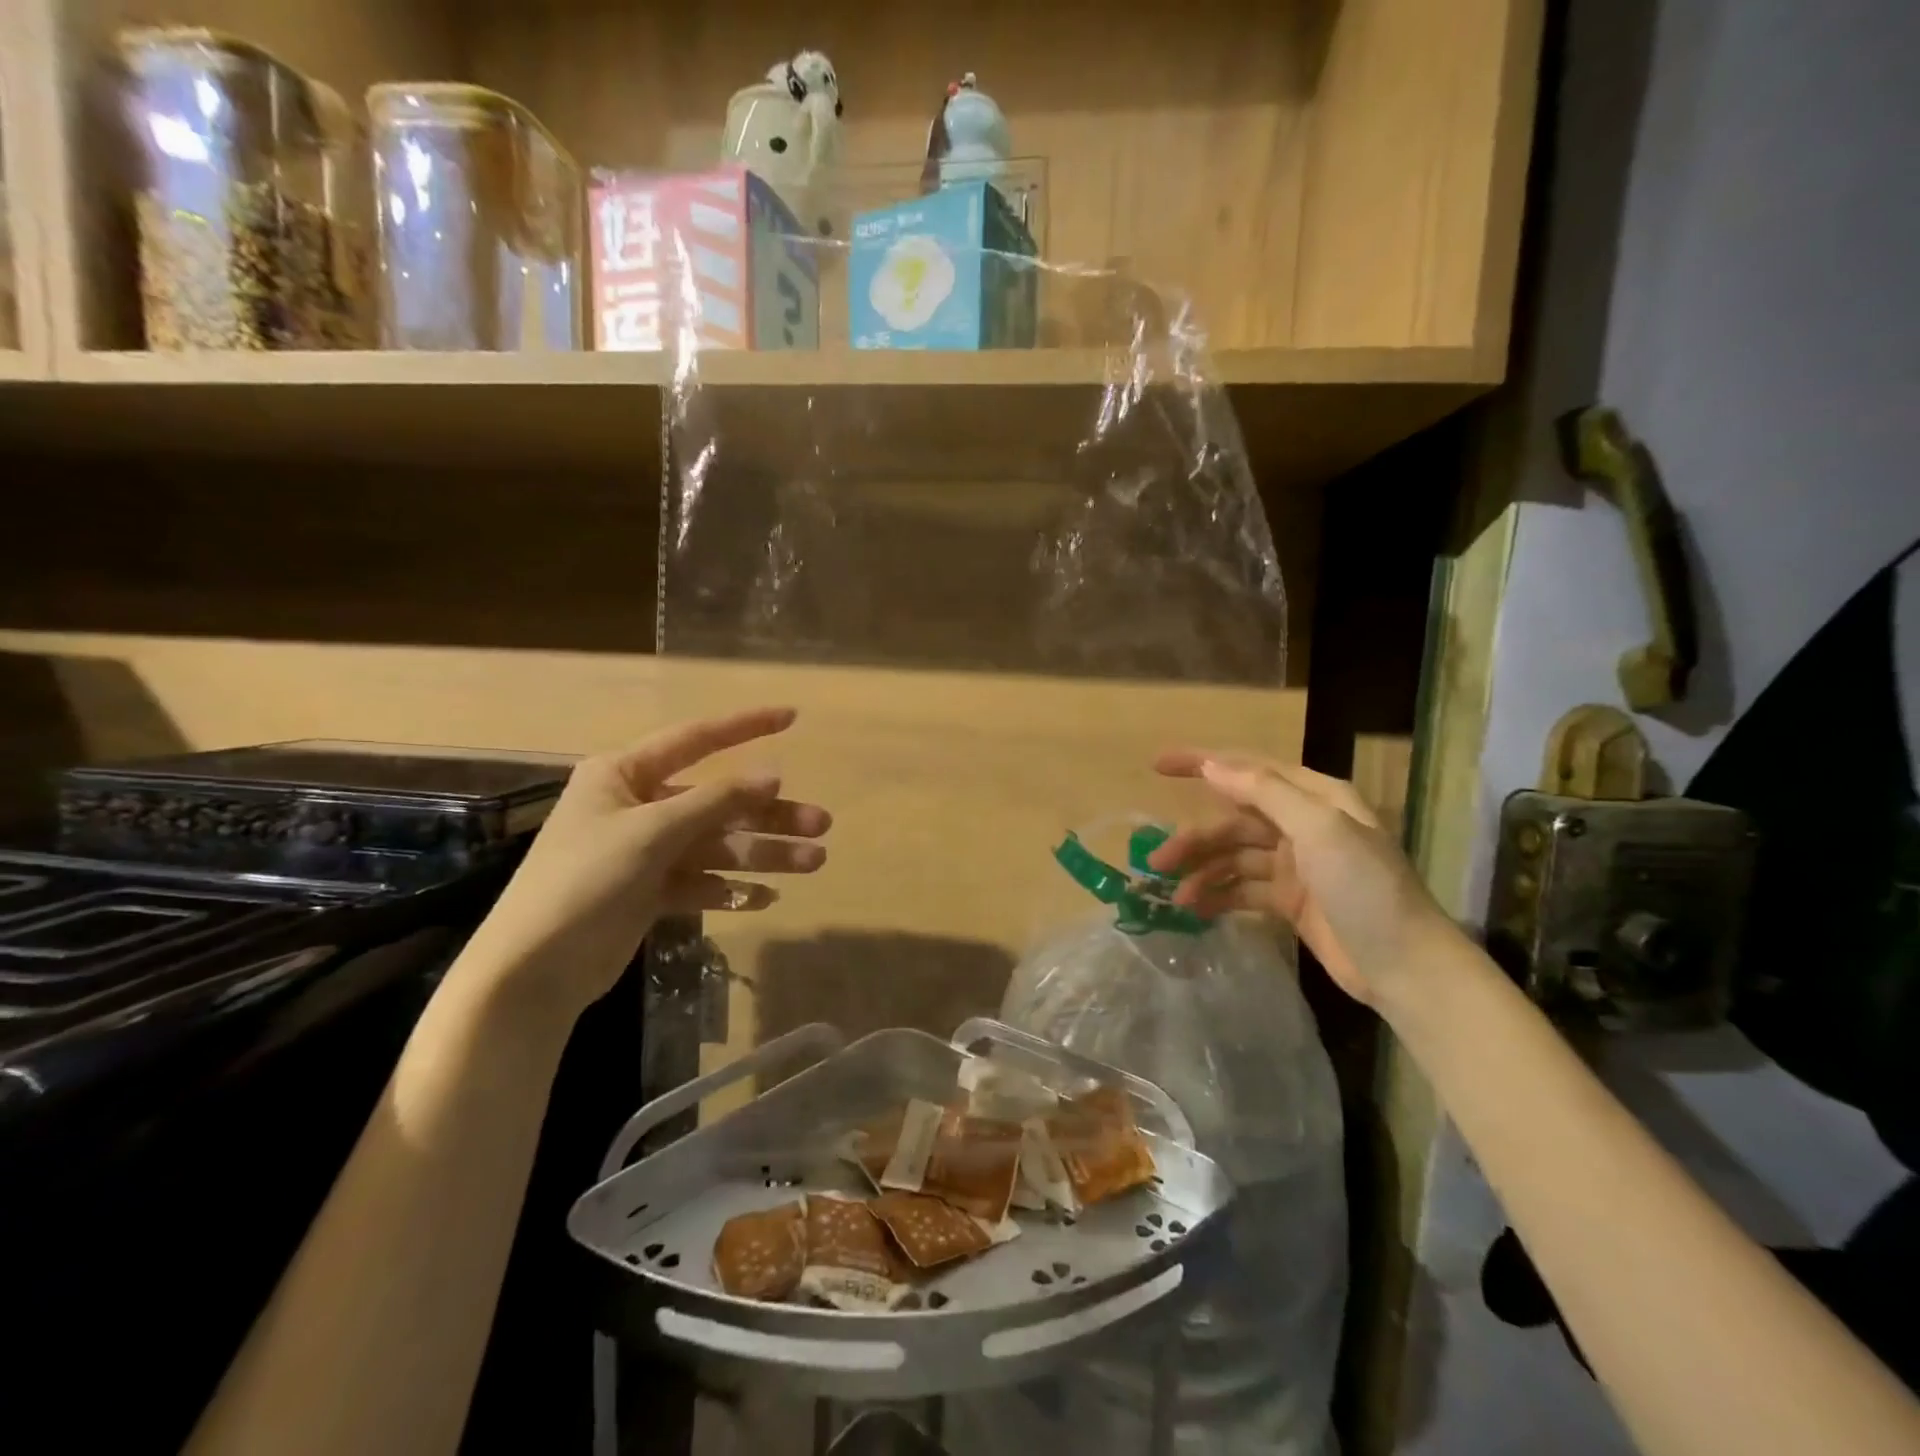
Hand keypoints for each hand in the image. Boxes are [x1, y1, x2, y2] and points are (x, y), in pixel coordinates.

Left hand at [465, 707, 829, 1017]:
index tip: (792, 718)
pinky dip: (733, 888)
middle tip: (821, 826)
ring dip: (763, 854)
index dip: (746, 726)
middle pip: (719, 801)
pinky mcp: (651, 891)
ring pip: (718, 844)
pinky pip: (703, 881)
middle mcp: (638, 806)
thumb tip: (774, 776)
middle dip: (770, 814)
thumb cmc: (584, 881)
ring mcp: (646, 851)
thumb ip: (716, 801)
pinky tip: (767, 898)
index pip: (696, 739)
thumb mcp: (652, 832)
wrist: (533, 971)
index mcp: (624, 775)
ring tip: (813, 864)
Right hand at [1148, 750, 1450, 1007]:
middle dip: (1195, 838)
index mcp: (1315, 797)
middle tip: (1157, 861)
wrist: (1407, 969)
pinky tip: (1196, 910)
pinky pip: (1243, 890)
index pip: (1248, 769)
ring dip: (1203, 871)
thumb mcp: (1319, 830)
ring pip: (1235, 857)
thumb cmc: (1366, 889)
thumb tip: (1211, 765)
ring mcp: (1297, 865)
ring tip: (1174, 896)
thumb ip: (1264, 792)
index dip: (1202, 763)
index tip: (1157, 766)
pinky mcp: (1291, 902)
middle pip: (1234, 820)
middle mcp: (1303, 824)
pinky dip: (1219, 896)